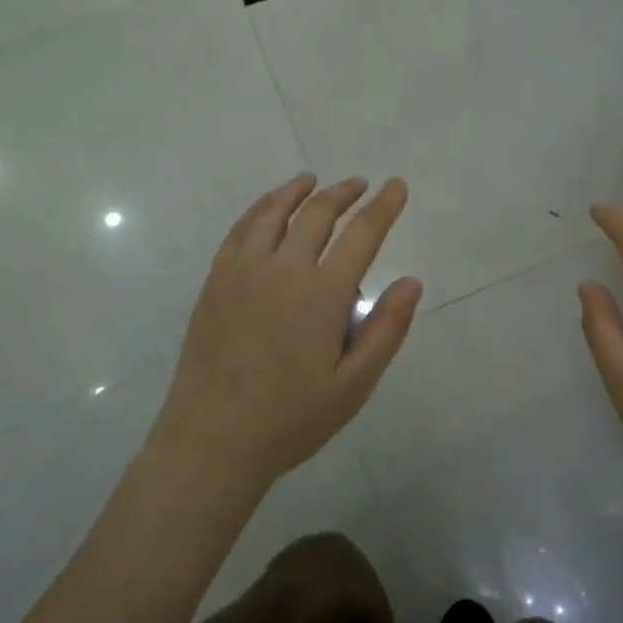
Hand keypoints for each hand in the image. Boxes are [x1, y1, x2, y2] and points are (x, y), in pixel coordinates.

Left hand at [148, 174, 422, 495]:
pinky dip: (260, 209)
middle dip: (344, 193)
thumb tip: (411, 282)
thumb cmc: (291, 419)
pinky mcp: (215, 282)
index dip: (383, 207)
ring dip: (298, 191)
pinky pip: (240, 230)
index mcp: (321, 294)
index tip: (396, 186)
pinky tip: (268, 209)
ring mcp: (242, 272)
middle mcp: (281, 269)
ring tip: (313, 181)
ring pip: (273, 213)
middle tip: (361, 184)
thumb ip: (386, 330)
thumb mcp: (353, 386)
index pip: (361, 234)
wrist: (211, 441)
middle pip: (317, 214)